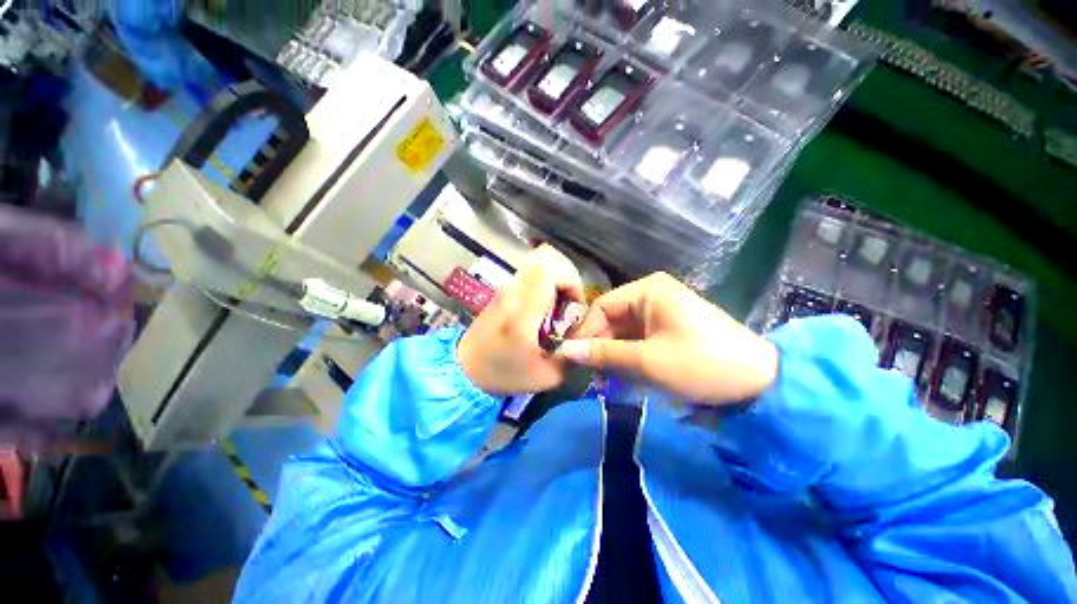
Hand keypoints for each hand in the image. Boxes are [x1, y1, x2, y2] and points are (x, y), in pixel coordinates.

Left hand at [458, 245, 584, 394]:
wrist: (465, 370)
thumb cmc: (503, 374)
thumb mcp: (546, 376)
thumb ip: (572, 356)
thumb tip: (587, 336)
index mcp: (523, 313)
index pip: (550, 270)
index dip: (572, 280)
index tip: (575, 304)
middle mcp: (513, 292)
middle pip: (545, 256)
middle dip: (567, 274)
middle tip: (569, 300)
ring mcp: (506, 287)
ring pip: (538, 260)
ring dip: (555, 277)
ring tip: (557, 304)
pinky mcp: (503, 289)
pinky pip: (530, 271)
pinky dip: (544, 280)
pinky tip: (544, 305)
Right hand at [557, 272, 777, 404]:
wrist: (762, 382)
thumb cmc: (701, 364)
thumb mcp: (647, 361)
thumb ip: (603, 354)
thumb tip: (564, 351)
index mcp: (647, 290)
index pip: (601, 307)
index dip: (585, 332)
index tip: (573, 359)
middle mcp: (652, 294)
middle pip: (612, 318)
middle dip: (599, 345)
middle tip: (588, 372)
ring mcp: (662, 310)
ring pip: (623, 329)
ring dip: (612, 352)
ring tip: (603, 377)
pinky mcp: (670, 326)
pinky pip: (638, 337)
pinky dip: (628, 354)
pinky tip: (623, 372)